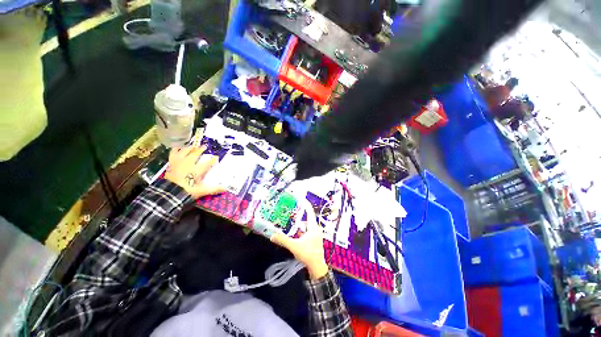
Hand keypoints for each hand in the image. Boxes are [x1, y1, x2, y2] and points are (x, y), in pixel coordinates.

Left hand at [164, 146, 225, 198]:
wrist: (170, 192)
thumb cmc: (187, 191)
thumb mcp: (202, 191)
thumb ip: (214, 189)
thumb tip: (226, 189)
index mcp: (197, 170)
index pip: (207, 163)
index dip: (212, 159)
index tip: (216, 156)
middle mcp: (189, 163)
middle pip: (196, 154)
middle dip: (201, 149)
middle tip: (204, 146)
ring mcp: (179, 162)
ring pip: (185, 151)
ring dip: (190, 147)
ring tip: (193, 145)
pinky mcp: (171, 162)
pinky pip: (174, 152)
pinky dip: (176, 148)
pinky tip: (178, 146)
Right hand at [271, 200, 328, 279]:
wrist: (317, 268)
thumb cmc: (308, 254)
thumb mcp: (294, 246)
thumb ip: (283, 240)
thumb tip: (272, 235)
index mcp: (313, 226)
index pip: (309, 211)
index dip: (305, 203)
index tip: (299, 197)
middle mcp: (315, 228)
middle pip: (307, 217)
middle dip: (299, 214)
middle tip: (290, 209)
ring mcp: (315, 234)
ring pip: (306, 225)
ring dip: (299, 223)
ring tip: (290, 220)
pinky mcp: (314, 239)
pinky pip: (307, 230)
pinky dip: (301, 230)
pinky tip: (294, 232)